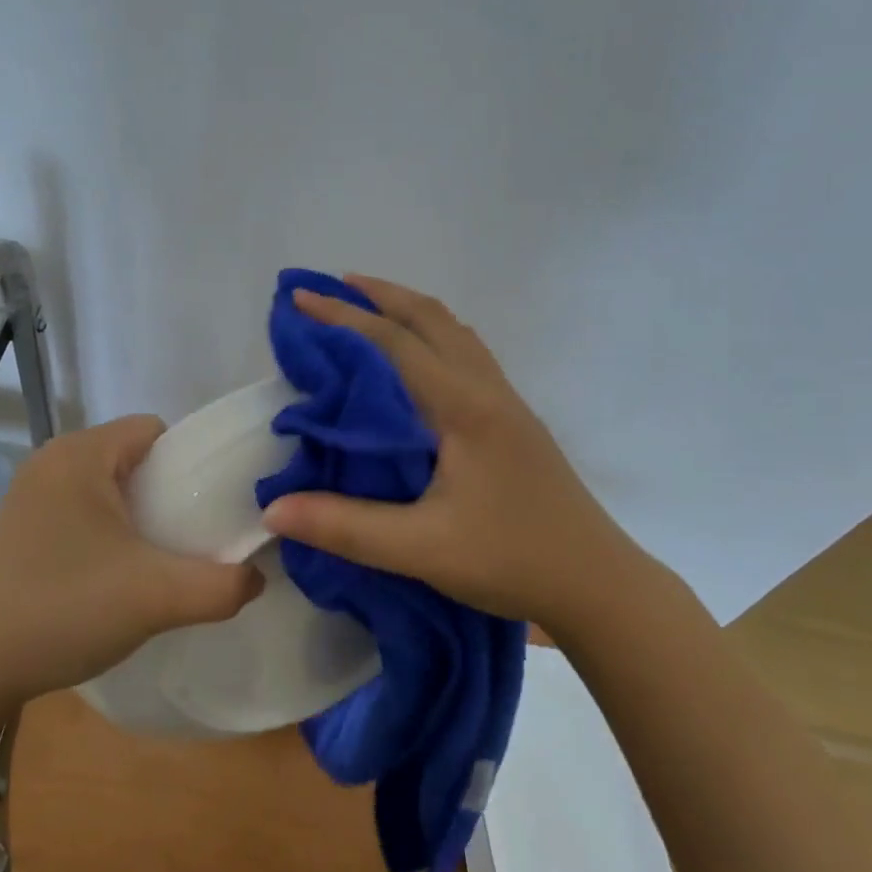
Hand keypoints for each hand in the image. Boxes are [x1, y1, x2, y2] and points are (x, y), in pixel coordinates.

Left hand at [0, 416, 263, 702]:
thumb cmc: (64, 611)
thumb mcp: (157, 598)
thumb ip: (222, 585)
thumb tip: (257, 577)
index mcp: (81, 454)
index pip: (155, 431)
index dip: (190, 463)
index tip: (208, 510)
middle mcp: (52, 459)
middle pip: (133, 456)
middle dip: (168, 492)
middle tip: (190, 540)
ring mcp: (31, 492)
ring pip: (108, 483)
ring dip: (139, 513)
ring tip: (158, 559)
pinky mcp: (21, 524)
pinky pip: (83, 506)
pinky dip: (109, 527)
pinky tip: (115, 572)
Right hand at [260, 274, 650, 625]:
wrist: (599, 584)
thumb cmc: (512, 560)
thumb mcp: (421, 550)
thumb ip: (345, 526)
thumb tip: (272, 509)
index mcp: (463, 407)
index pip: (394, 343)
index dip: (343, 318)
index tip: (299, 298)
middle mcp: (487, 390)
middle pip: (431, 319)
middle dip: (380, 296)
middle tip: (333, 288)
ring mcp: (506, 403)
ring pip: (455, 333)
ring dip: (410, 312)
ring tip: (371, 309)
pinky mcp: (514, 421)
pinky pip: (468, 355)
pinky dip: (433, 336)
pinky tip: (419, 361)